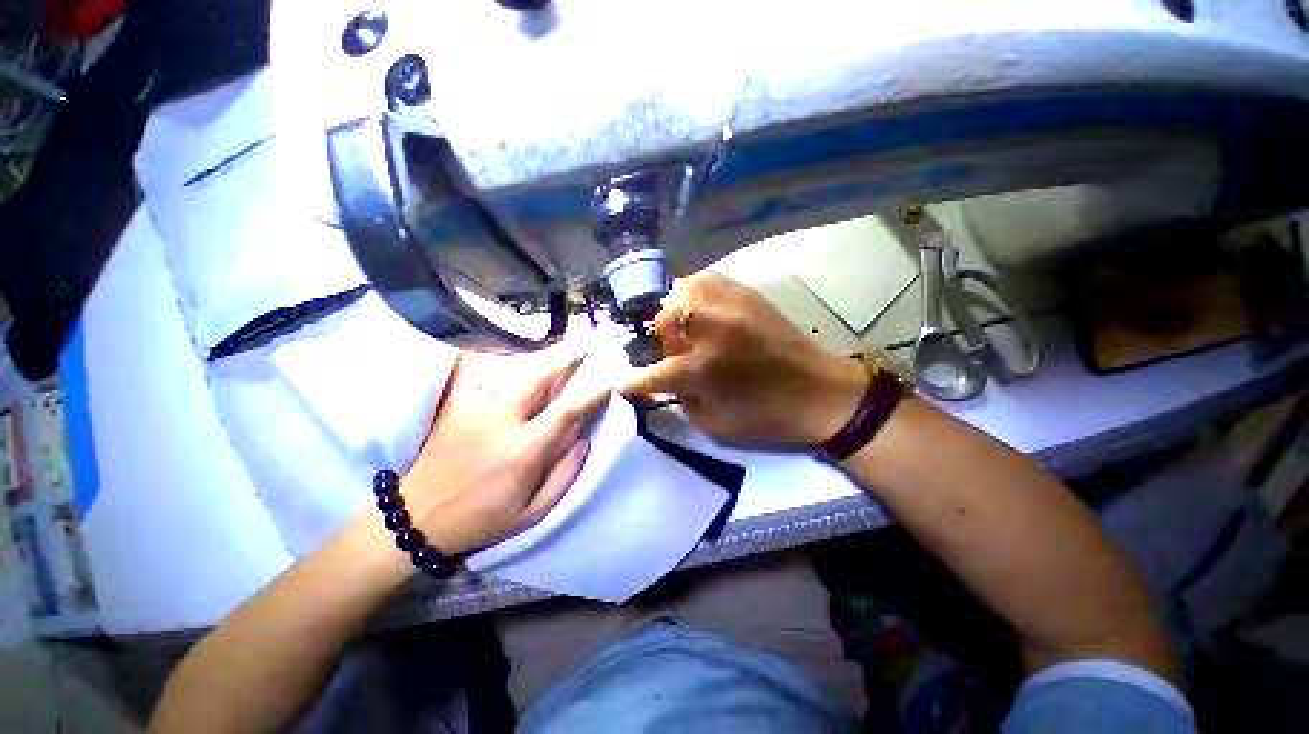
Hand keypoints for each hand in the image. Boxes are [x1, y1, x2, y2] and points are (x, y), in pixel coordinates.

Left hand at [399, 349, 609, 555]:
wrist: (417, 518)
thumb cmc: (481, 519)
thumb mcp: (531, 514)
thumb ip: (563, 476)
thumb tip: (584, 441)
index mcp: (524, 451)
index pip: (566, 411)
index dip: (591, 393)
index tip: (608, 380)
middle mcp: (501, 421)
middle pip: (539, 377)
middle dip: (566, 358)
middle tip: (583, 345)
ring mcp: (474, 408)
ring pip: (510, 369)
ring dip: (537, 356)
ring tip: (553, 347)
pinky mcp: (454, 405)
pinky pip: (474, 369)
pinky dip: (492, 356)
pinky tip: (505, 352)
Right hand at [621, 272, 867, 446]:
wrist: (820, 392)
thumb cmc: (766, 416)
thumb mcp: (714, 423)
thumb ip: (682, 398)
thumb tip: (665, 379)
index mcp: (702, 368)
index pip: (653, 373)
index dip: (634, 380)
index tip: (621, 381)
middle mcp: (710, 329)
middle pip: (664, 321)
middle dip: (659, 341)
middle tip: (671, 354)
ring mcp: (729, 306)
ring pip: (682, 291)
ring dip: (675, 312)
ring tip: (685, 329)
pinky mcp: (747, 294)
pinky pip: (707, 280)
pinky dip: (695, 294)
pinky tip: (701, 309)